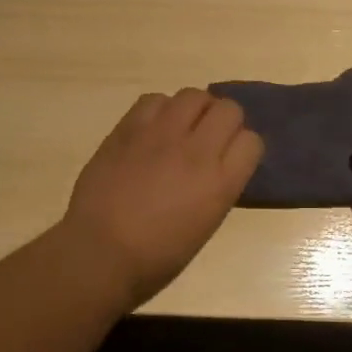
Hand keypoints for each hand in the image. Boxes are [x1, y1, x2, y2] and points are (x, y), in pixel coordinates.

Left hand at [61, 89, 262, 310]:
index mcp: (221, 183)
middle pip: (228, 109)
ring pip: (193, 95)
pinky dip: (160, 110)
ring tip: (181, 127)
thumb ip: (217, 186)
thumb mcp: (205, 224)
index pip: (252, 141)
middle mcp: (197, 151)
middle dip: (223, 121)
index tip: (231, 157)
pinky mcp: (129, 128)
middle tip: (208, 137)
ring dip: (194, 109)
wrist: (100, 252)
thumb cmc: (156, 257)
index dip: (242, 147)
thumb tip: (217, 165)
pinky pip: (155, 99)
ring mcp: (162, 135)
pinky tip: (153, 129)